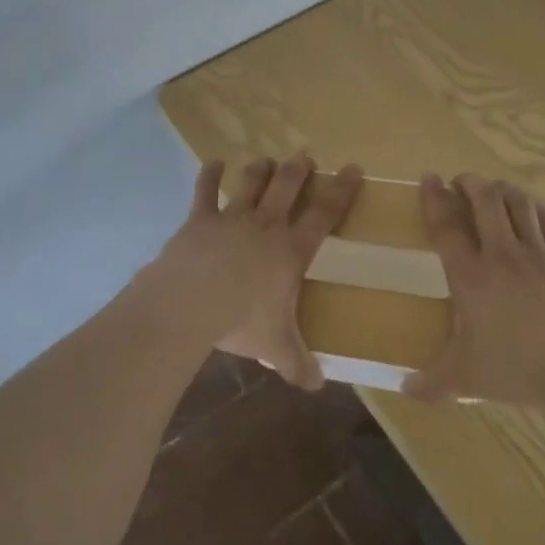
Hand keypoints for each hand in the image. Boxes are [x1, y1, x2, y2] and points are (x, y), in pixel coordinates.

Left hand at [146, 155, 361, 389]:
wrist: (191, 302)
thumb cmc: (241, 321)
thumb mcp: (275, 348)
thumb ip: (298, 364)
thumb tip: (318, 386)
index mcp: (291, 250)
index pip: (325, 214)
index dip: (342, 190)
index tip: (354, 168)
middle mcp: (265, 224)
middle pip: (288, 186)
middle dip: (299, 169)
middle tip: (305, 157)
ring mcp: (232, 217)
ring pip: (251, 182)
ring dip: (260, 169)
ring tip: (267, 160)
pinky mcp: (200, 218)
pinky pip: (205, 190)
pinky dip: (210, 174)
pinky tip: (214, 163)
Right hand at [402, 173, 544, 411]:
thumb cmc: (520, 369)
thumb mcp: (468, 380)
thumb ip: (433, 382)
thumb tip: (404, 388)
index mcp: (471, 276)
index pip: (446, 226)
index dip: (434, 198)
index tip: (428, 178)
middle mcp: (502, 254)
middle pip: (484, 200)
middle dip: (470, 183)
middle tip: (462, 182)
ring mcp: (540, 254)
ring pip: (519, 204)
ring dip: (503, 190)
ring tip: (495, 190)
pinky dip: (537, 210)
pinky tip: (533, 211)